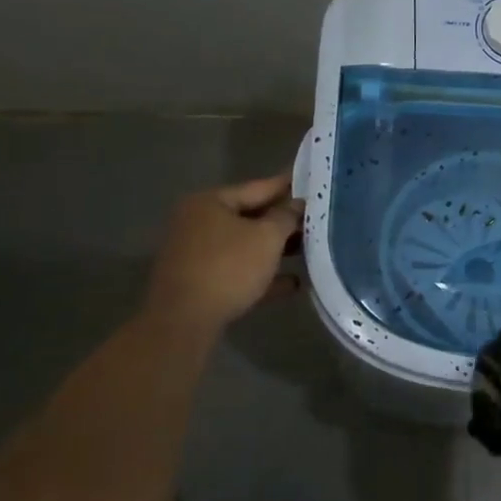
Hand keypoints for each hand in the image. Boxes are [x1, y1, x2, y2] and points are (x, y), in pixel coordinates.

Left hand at [143, 174, 301, 336]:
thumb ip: (286, 217)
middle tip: (316, 218)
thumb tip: (297, 204)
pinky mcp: (201, 283)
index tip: (311, 179)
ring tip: (310, 249)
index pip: (258, 187)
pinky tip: (294, 283)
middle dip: (284, 221)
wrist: (184, 321)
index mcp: (210, 203)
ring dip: (276, 250)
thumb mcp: (267, 237)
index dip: (287, 185)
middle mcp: (199, 223)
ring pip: (245, 246)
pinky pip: (239, 272)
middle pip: (251, 217)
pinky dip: (263, 275)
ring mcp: (197, 255)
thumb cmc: (228, 267)